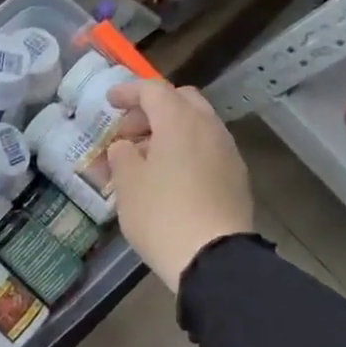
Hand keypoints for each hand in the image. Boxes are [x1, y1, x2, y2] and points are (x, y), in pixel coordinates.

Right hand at [105, 80, 255, 289]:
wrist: (212, 256)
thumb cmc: (161, 214)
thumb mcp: (127, 184)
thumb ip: (122, 156)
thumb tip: (125, 146)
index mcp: (179, 121)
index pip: (153, 90)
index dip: (128, 91)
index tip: (109, 101)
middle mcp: (208, 127)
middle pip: (182, 101)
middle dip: (153, 109)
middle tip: (128, 131)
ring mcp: (227, 151)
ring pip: (197, 125)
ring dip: (170, 130)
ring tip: (146, 157)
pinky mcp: (236, 176)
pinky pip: (207, 148)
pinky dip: (186, 150)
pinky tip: (170, 176)